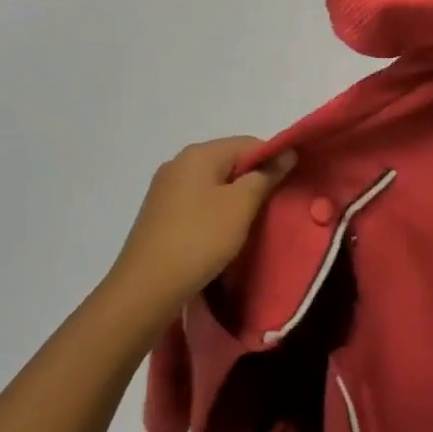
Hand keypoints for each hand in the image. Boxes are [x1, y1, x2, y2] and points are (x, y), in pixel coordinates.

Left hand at [106, 137, 296, 317]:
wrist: (146, 288)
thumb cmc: (200, 239)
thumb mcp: (241, 206)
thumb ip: (265, 176)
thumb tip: (287, 153)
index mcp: (198, 154)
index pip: (248, 143)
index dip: (273, 161)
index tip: (286, 187)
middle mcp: (178, 163)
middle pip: (229, 162)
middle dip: (253, 181)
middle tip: (271, 209)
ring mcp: (165, 189)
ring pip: (213, 184)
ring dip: (234, 200)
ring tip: (248, 225)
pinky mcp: (159, 214)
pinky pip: (197, 202)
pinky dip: (214, 212)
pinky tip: (221, 235)